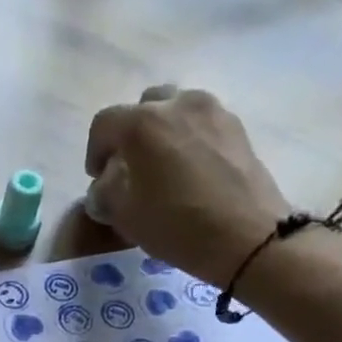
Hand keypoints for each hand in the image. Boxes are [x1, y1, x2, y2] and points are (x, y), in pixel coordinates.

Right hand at [84, 86, 295, 288]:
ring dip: (162, 133)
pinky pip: (202, 124)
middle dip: (130, 134)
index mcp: (142, 123)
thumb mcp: (125, 216)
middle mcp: (177, 104)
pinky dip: (189, 139)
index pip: (104, 124)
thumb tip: (106, 184)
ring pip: (176, 111)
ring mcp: (213, 111)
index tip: (97, 177)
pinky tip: (190, 171)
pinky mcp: (237, 127)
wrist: (247, 237)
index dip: (94, 151)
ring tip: (162, 167)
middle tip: (130, 167)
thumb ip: (105, 193)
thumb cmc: (177, 226)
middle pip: (143, 107)